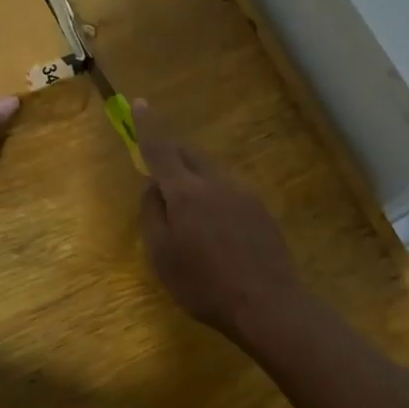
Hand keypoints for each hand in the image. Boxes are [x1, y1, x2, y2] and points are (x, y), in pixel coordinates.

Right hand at [134, 101, 308, 342]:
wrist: (268, 304)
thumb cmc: (204, 284)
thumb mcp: (162, 255)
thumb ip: (152, 214)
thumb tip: (153, 187)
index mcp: (186, 191)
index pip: (160, 148)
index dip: (147, 126)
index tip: (140, 103)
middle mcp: (215, 182)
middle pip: (189, 155)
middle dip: (171, 154)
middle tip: (158, 169)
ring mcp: (242, 193)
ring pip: (210, 173)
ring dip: (193, 178)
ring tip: (187, 213)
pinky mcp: (260, 209)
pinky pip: (228, 191)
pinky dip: (213, 197)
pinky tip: (216, 229)